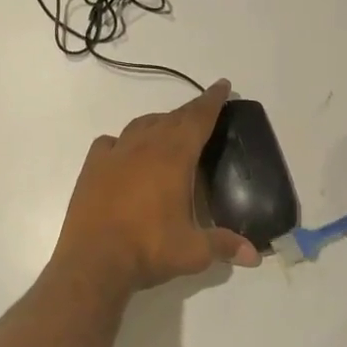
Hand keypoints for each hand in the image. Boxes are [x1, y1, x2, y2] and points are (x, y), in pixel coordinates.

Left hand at [55, 81, 260, 293]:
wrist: (93, 260)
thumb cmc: (148, 249)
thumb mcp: (193, 251)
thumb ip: (224, 245)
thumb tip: (254, 255)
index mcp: (173, 156)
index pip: (198, 119)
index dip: (212, 101)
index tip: (222, 86)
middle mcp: (144, 146)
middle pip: (172, 118)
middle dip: (190, 112)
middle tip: (204, 110)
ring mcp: (115, 154)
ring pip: (141, 125)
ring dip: (159, 123)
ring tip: (168, 132)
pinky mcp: (92, 166)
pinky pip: (111, 142)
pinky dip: (123, 142)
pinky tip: (126, 153)